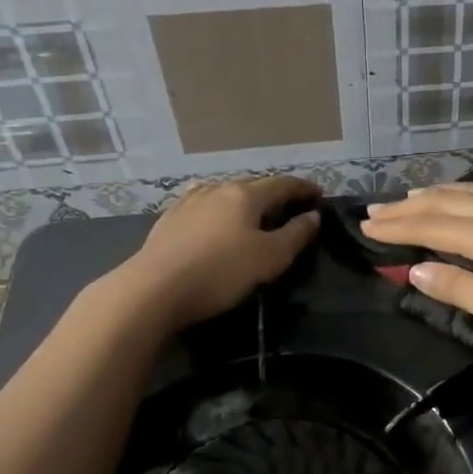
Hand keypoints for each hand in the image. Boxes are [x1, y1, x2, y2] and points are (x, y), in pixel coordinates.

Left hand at [112, 176, 320, 330]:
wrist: (153, 289)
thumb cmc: (221, 272)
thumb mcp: (270, 258)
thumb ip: (296, 235)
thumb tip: (313, 216)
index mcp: (246, 195)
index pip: (283, 184)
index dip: (304, 189)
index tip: (319, 195)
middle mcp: (218, 189)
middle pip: (254, 185)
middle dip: (275, 193)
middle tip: (290, 206)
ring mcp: (190, 201)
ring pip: (226, 192)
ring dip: (245, 199)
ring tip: (253, 211)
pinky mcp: (169, 218)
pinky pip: (202, 203)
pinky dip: (218, 206)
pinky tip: (213, 212)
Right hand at [362, 183, 472, 353]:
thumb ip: (459, 288)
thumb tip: (415, 270)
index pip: (432, 226)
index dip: (397, 227)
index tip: (365, 227)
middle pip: (446, 202)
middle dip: (407, 207)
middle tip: (373, 211)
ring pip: (469, 190)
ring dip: (433, 193)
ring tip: (407, 196)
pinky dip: (464, 189)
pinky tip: (462, 193)